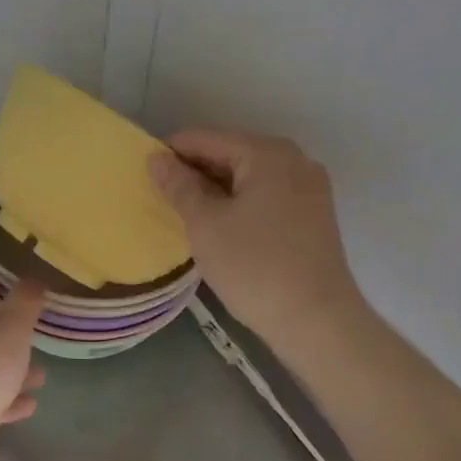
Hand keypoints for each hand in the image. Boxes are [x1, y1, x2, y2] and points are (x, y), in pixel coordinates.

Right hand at [148, 128, 366, 347]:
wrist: (317, 322)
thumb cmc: (254, 267)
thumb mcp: (205, 224)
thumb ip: (178, 186)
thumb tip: (157, 158)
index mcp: (267, 153)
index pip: (206, 139)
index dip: (171, 152)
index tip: (144, 172)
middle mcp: (294, 160)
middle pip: (230, 153)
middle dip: (195, 171)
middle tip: (162, 196)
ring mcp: (309, 187)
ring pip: (248, 175)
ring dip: (216, 188)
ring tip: (185, 212)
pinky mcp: (313, 213)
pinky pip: (266, 194)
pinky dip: (239, 202)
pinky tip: (219, 224)